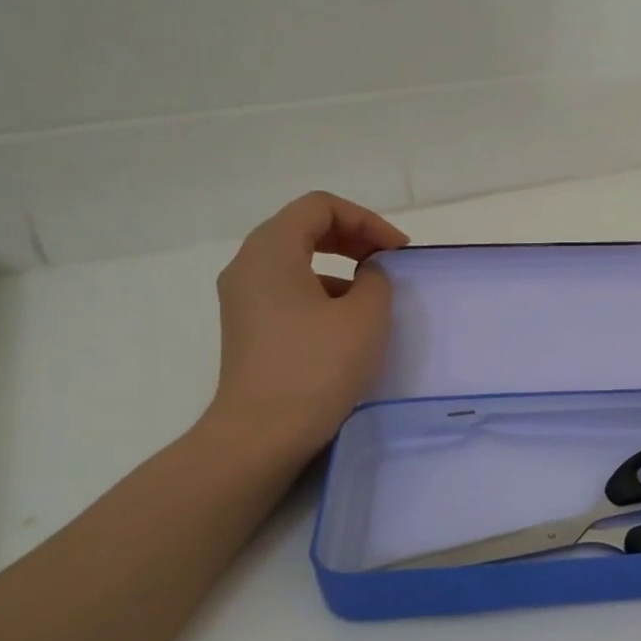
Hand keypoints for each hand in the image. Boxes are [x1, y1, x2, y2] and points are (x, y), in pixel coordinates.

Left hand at [200, 192, 409, 457]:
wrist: (262, 434)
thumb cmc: (316, 367)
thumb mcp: (364, 317)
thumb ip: (376, 280)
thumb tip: (368, 275)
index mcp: (271, 249)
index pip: (321, 207)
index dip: (366, 220)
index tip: (397, 252)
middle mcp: (248, 264)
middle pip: (304, 227)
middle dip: (353, 237)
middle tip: (388, 262)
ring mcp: (243, 297)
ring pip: (296, 259)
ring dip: (339, 265)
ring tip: (372, 294)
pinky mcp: (248, 326)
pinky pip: (288, 289)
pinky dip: (322, 290)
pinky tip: (347, 322)